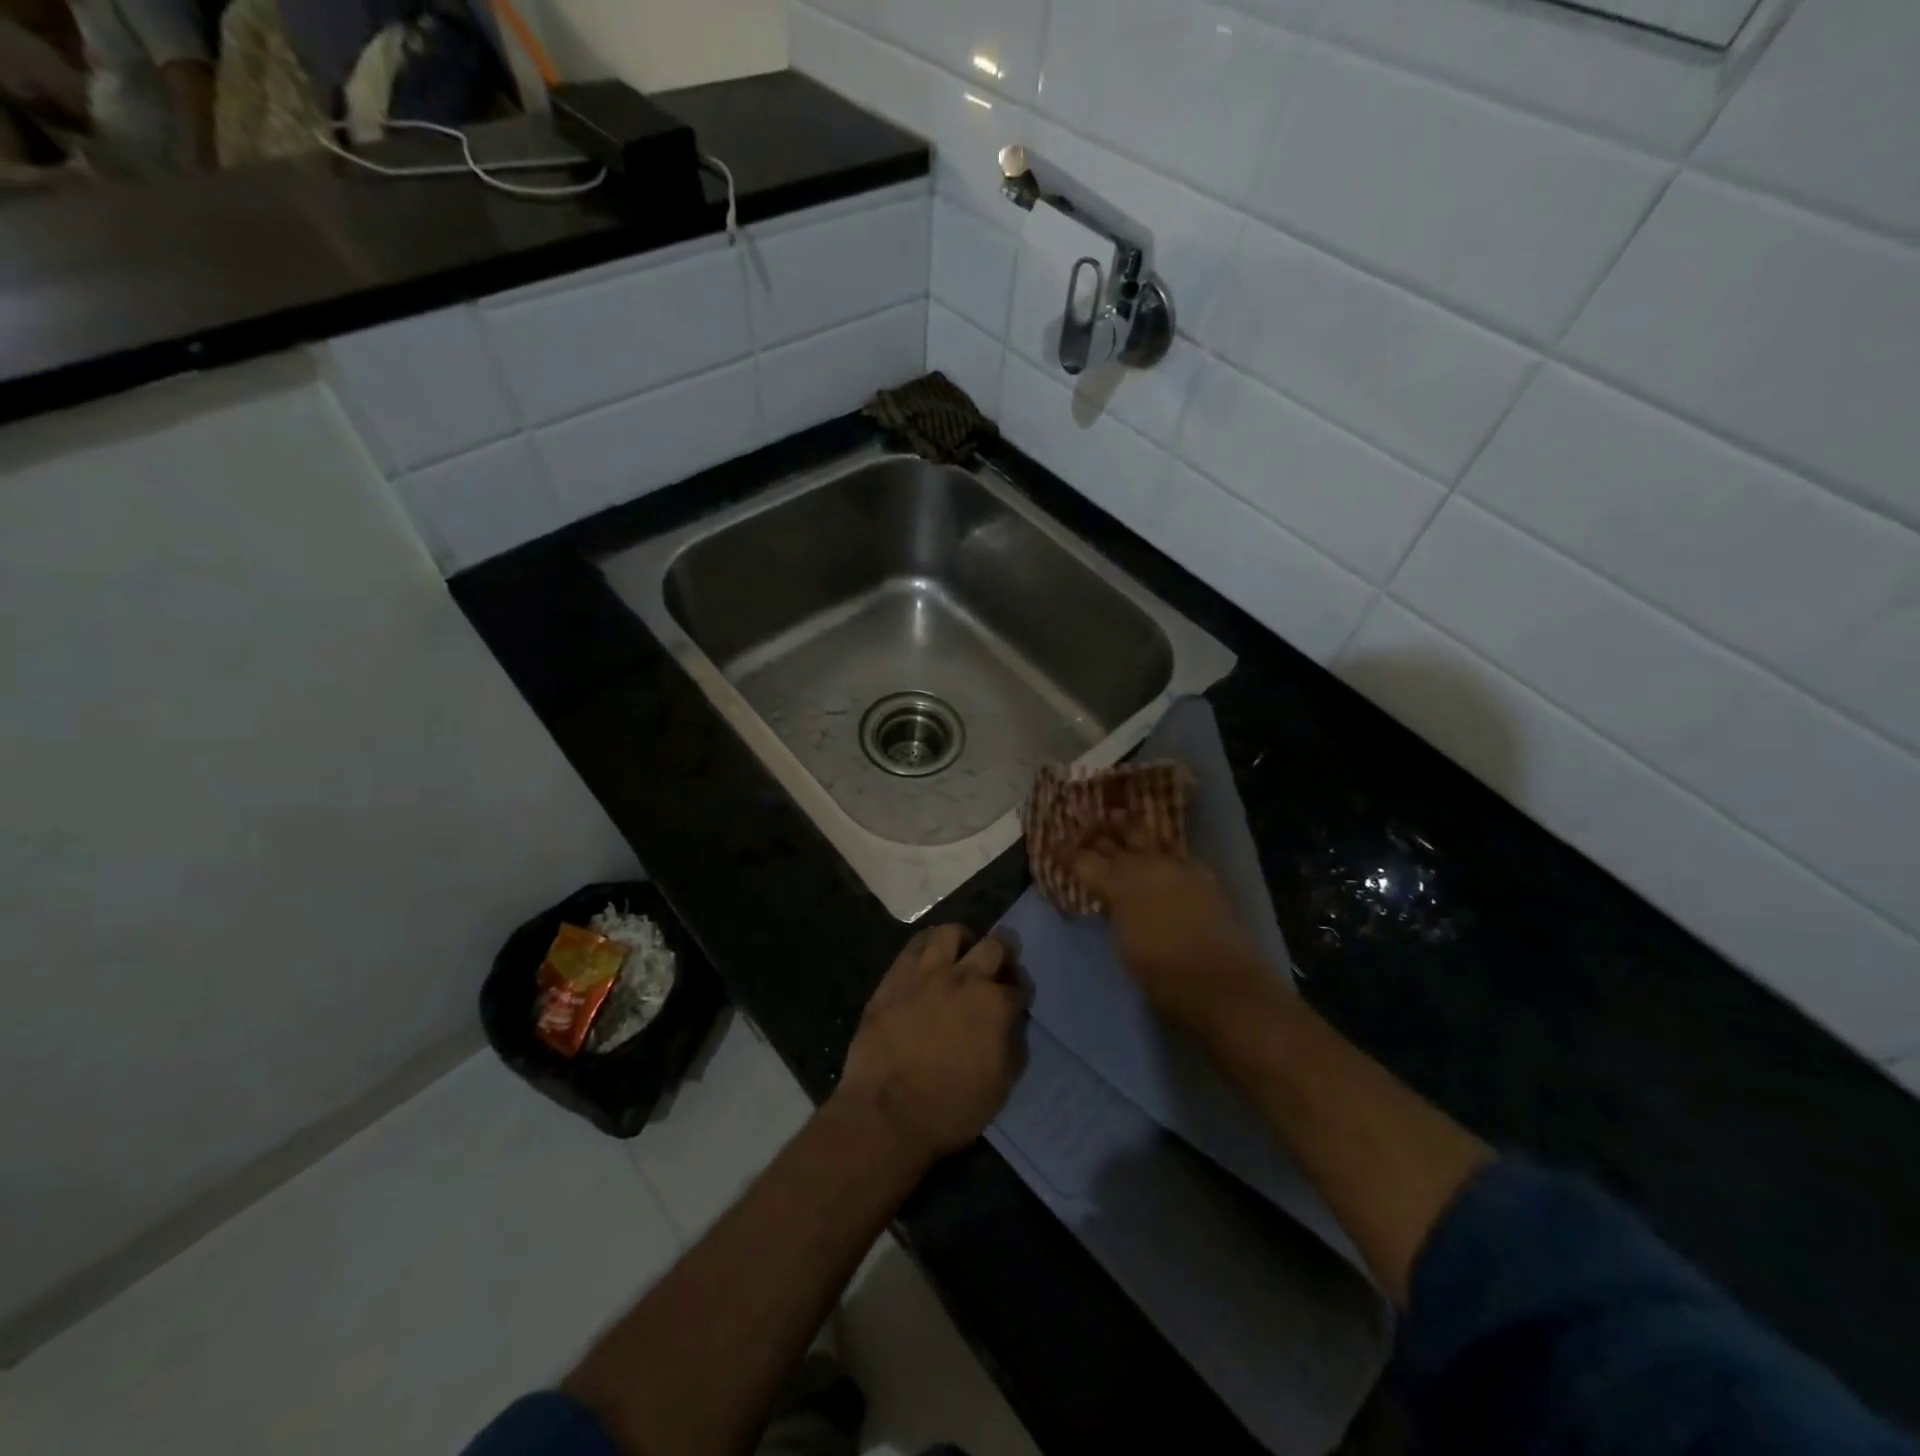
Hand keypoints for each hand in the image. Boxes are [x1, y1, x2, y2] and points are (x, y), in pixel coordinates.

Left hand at [836, 925, 1030, 1161]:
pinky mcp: (896, 976)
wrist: (887, 1114)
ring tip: (961, 956)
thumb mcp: (1001, 1086)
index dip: (1019, 995)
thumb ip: (1013, 1045)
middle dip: (1003, 956)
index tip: (1015, 1004)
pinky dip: (928, 946)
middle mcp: (965, 978)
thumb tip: (1011, 1023)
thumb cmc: (950, 1108)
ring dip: (963, 942)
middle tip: (996, 971)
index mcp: (995, 1005)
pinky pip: (915, 944)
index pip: (1019, 987)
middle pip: (994, 945)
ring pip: (951, 932)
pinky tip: (930, 959)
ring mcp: (927, 972)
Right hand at [1072, 845, 1278, 1036]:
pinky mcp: (1201, 873)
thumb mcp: (1122, 943)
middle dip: (1096, 831)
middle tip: (1085, 828)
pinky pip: (1173, 852)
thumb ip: (1112, 911)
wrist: (1220, 981)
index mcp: (1117, 883)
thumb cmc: (1160, 973)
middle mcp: (1144, 864)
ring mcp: (1175, 865)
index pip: (1082, 859)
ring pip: (1146, 836)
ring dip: (1129, 830)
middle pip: (1113, 838)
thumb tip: (1109, 898)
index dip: (1066, 852)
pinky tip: (1157, 854)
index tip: (1055, 845)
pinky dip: (1160, 851)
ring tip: (1118, 821)